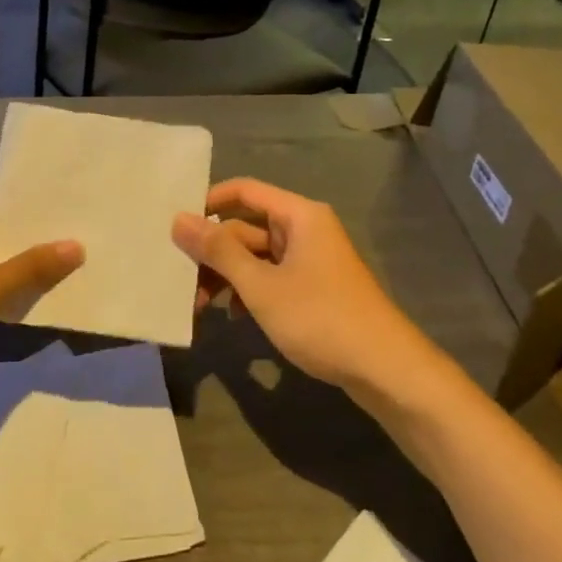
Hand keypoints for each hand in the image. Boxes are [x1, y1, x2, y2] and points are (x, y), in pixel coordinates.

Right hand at [173, 178, 424, 390]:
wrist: (385, 370)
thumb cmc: (320, 318)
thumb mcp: (261, 285)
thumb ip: (218, 252)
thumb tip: (178, 219)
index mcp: (299, 216)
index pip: (244, 191)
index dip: (208, 203)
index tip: (176, 227)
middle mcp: (305, 230)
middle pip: (246, 227)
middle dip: (213, 253)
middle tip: (180, 279)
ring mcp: (310, 260)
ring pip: (255, 256)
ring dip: (227, 276)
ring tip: (199, 305)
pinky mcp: (313, 288)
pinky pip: (270, 277)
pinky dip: (248, 291)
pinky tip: (232, 316)